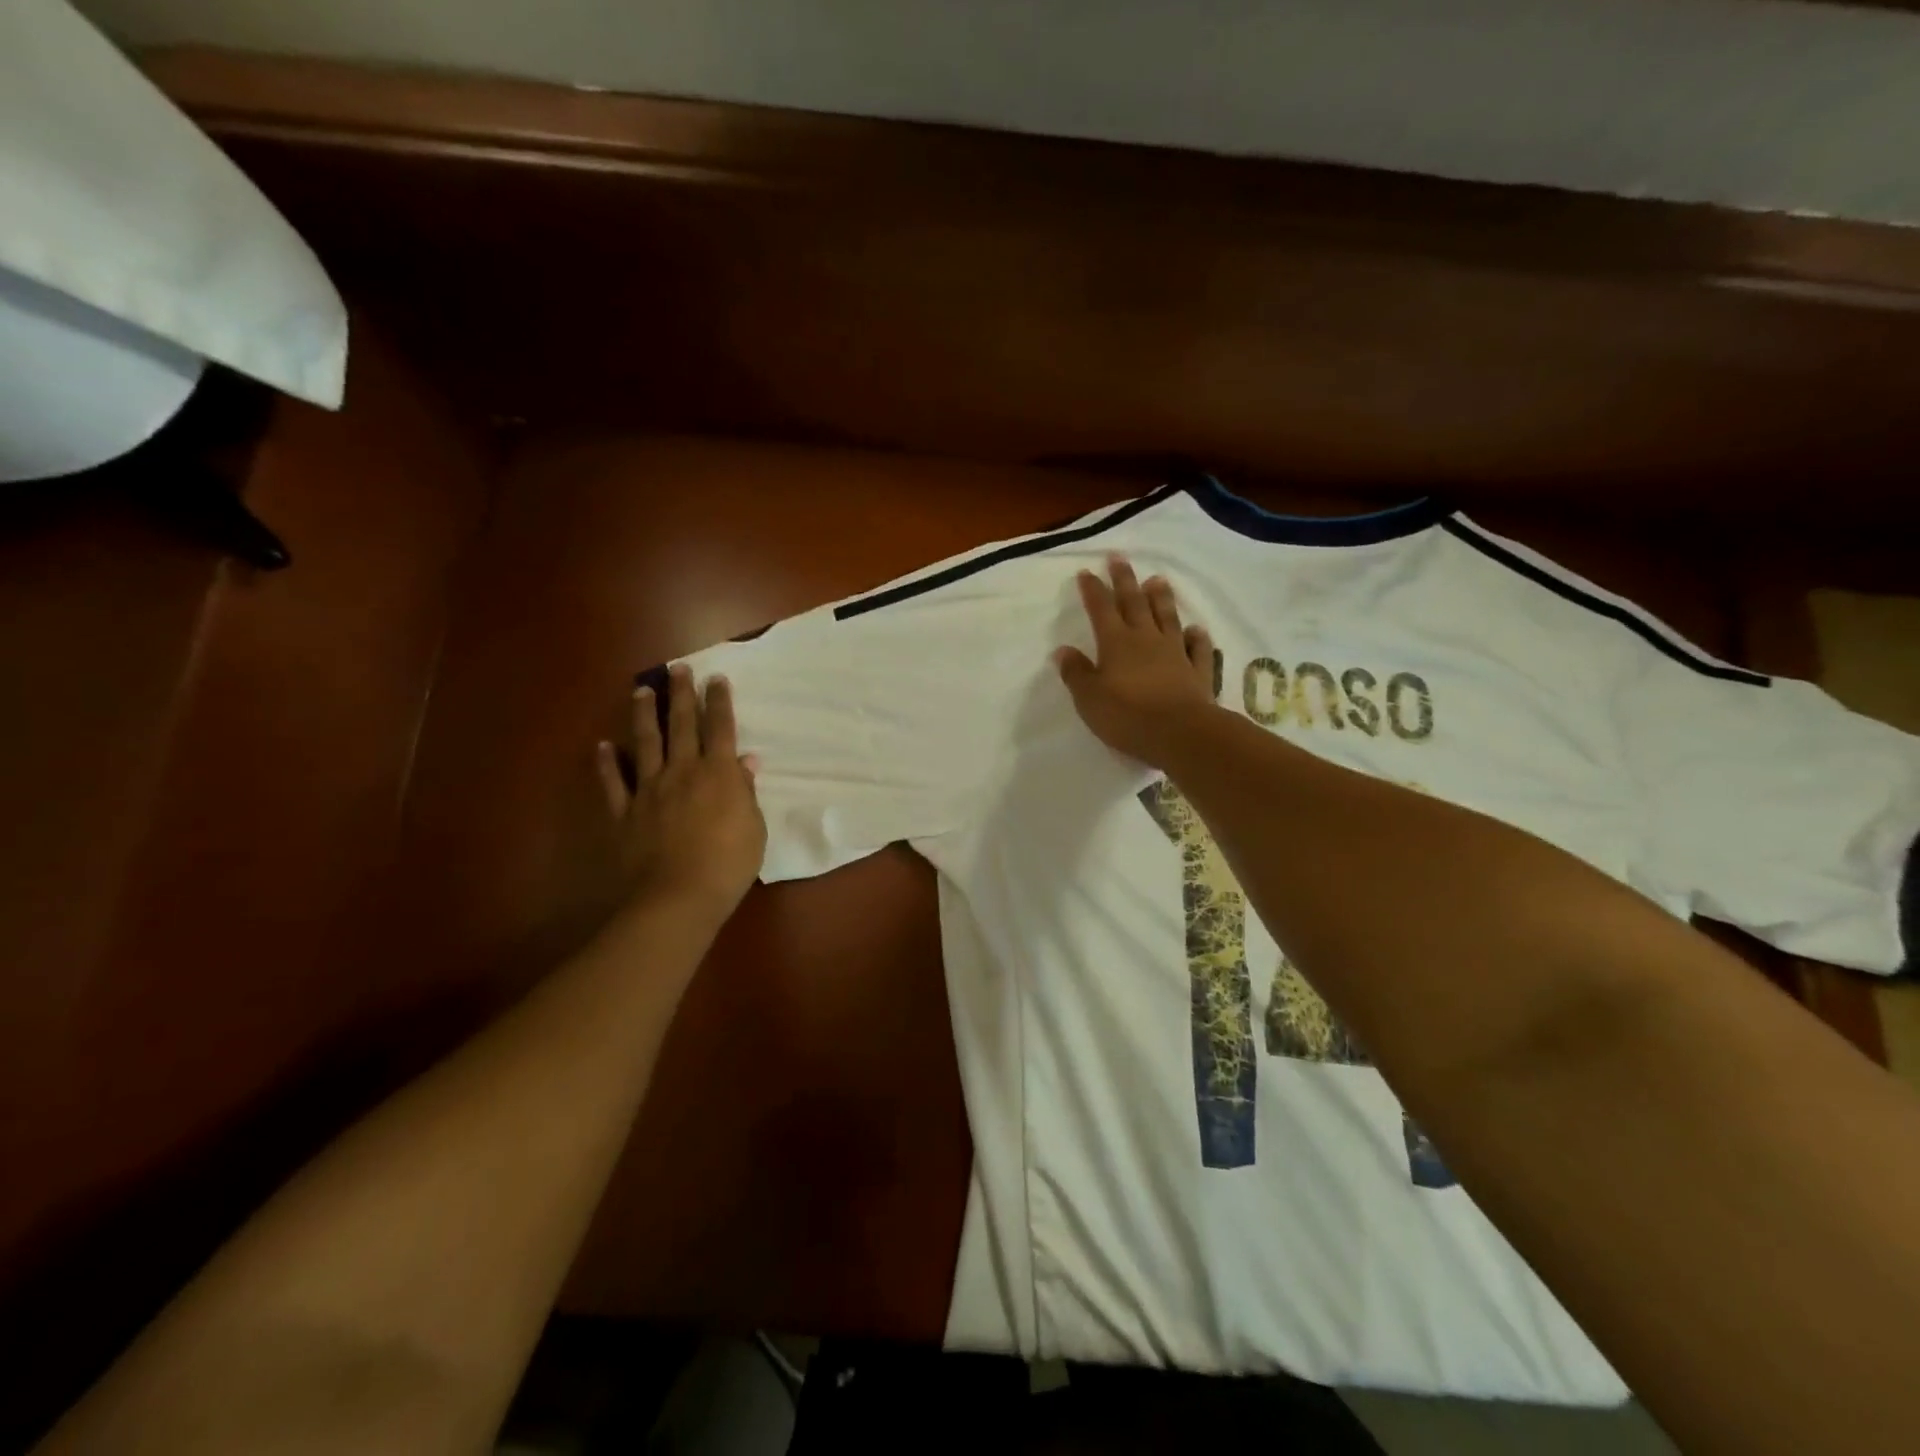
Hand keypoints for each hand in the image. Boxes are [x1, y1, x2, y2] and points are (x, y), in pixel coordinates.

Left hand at [596, 665, 767, 922]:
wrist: (677, 897)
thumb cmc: (728, 864)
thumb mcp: (753, 828)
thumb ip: (745, 792)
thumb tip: (744, 762)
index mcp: (718, 774)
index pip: (720, 728)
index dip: (719, 702)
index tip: (716, 678)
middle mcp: (682, 772)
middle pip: (682, 725)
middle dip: (682, 695)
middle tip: (678, 669)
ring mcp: (648, 790)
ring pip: (645, 743)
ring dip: (644, 714)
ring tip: (642, 690)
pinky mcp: (624, 813)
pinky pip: (613, 782)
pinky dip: (607, 763)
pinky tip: (603, 746)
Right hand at [1055, 556, 1219, 768]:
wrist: (1180, 733)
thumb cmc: (1127, 716)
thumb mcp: (1089, 698)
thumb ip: (1076, 673)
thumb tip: (1064, 650)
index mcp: (1116, 643)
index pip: (1101, 609)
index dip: (1093, 590)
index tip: (1087, 572)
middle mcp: (1146, 640)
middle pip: (1134, 603)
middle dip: (1125, 580)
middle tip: (1120, 558)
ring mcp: (1176, 653)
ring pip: (1167, 618)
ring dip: (1161, 598)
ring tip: (1157, 579)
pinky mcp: (1198, 671)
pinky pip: (1198, 648)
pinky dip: (1197, 636)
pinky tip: (1196, 629)